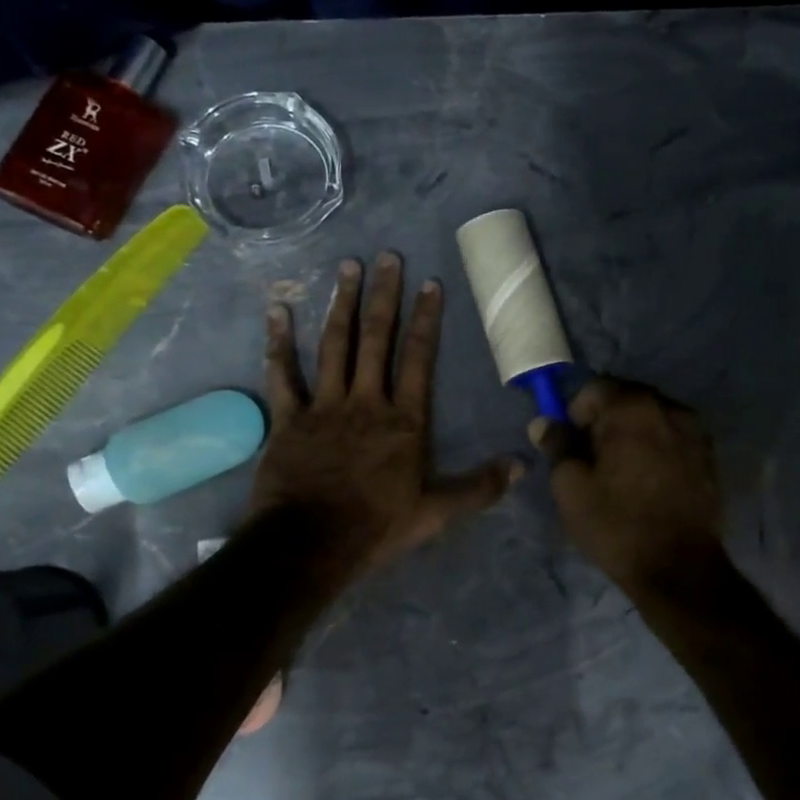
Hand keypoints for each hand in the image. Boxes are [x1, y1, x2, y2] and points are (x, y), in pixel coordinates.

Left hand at [252, 252, 523, 573]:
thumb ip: (479, 487)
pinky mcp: (288, 418)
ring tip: (347, 267)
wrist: (310, 544)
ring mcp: (324, 406)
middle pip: (376, 339)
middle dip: (384, 295)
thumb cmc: (376, 526)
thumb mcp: (436, 512)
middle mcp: (365, 401)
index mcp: (403, 420)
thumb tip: (522, 466)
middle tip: (387, 256)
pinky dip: (278, 342)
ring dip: (341, 304)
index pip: (418, 358)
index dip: (425, 319)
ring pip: (334, 345)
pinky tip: (277, 309)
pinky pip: (282, 374)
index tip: (430, 283)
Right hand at [531, 379, 723, 595]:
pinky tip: (646, 480)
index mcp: (632, 408)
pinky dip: (655, 447)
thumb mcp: (571, 486)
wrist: (679, 568)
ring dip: (631, 433)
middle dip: (605, 420)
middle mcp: (669, 408)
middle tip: (591, 458)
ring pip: (651, 417)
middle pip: (626, 398)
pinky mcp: (709, 456)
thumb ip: (557, 445)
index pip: (595, 388)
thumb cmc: (616, 524)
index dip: (575, 412)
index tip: (569, 444)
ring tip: (619, 471)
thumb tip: (545, 422)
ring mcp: (695, 432)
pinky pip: (672, 437)